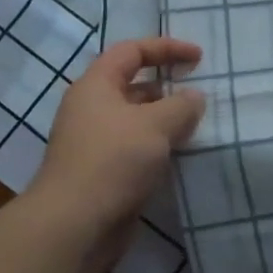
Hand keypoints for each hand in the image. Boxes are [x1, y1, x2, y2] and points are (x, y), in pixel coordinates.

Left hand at [34, 37, 205, 264]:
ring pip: (136, 120)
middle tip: (199, 95)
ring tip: (196, 126)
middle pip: (133, 85)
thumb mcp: (155, 126)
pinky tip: (179, 156)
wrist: (74, 225)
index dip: (166, 48)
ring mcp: (95, 142)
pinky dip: (157, 146)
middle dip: (167, 86)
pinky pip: (135, 148)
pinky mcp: (102, 171)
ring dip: (165, 120)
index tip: (199, 58)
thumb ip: (181, 106)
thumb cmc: (113, 161)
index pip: (131, 51)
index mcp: (96, 85)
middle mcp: (91, 108)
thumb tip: (194, 97)